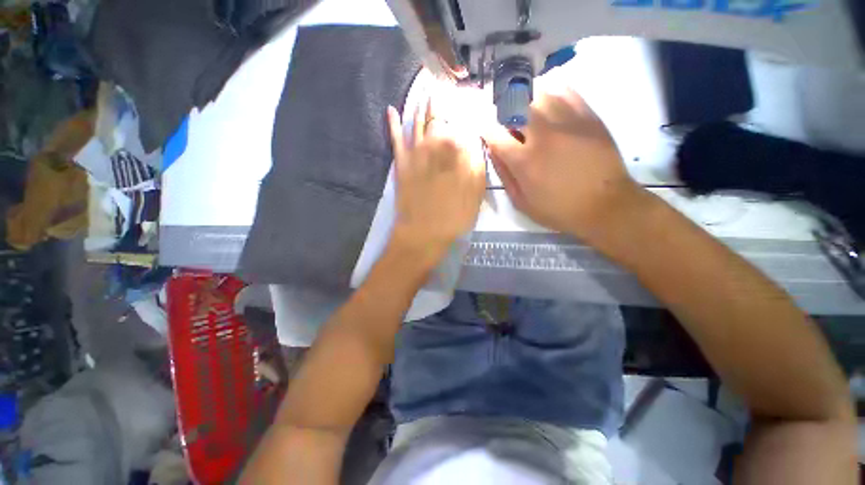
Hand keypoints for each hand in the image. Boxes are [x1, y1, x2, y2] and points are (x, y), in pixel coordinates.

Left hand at [386, 100, 485, 267]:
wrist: (423, 233)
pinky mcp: (401, 162)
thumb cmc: (454, 217)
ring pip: (418, 120)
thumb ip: (476, 162)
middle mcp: (435, 144)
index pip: (463, 121)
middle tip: (445, 86)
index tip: (467, 99)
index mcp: (457, 150)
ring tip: (426, 88)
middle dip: (443, 99)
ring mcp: (415, 152)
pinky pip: (396, 138)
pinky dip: (393, 123)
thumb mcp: (476, 193)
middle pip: (440, 115)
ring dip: (422, 104)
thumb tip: (473, 139)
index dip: (465, 109)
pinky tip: (391, 109)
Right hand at [485, 86, 644, 242]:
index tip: (485, 131)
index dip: (485, 129)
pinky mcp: (588, 116)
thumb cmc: (558, 209)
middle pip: (515, 106)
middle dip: (504, 111)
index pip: (494, 133)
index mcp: (524, 160)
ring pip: (539, 93)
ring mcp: (567, 122)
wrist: (605, 205)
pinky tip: (549, 103)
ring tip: (527, 112)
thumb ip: (504, 175)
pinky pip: (566, 91)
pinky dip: (552, 93)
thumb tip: (493, 151)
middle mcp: (543, 135)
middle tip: (506, 121)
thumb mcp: (522, 202)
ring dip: (526, 101)